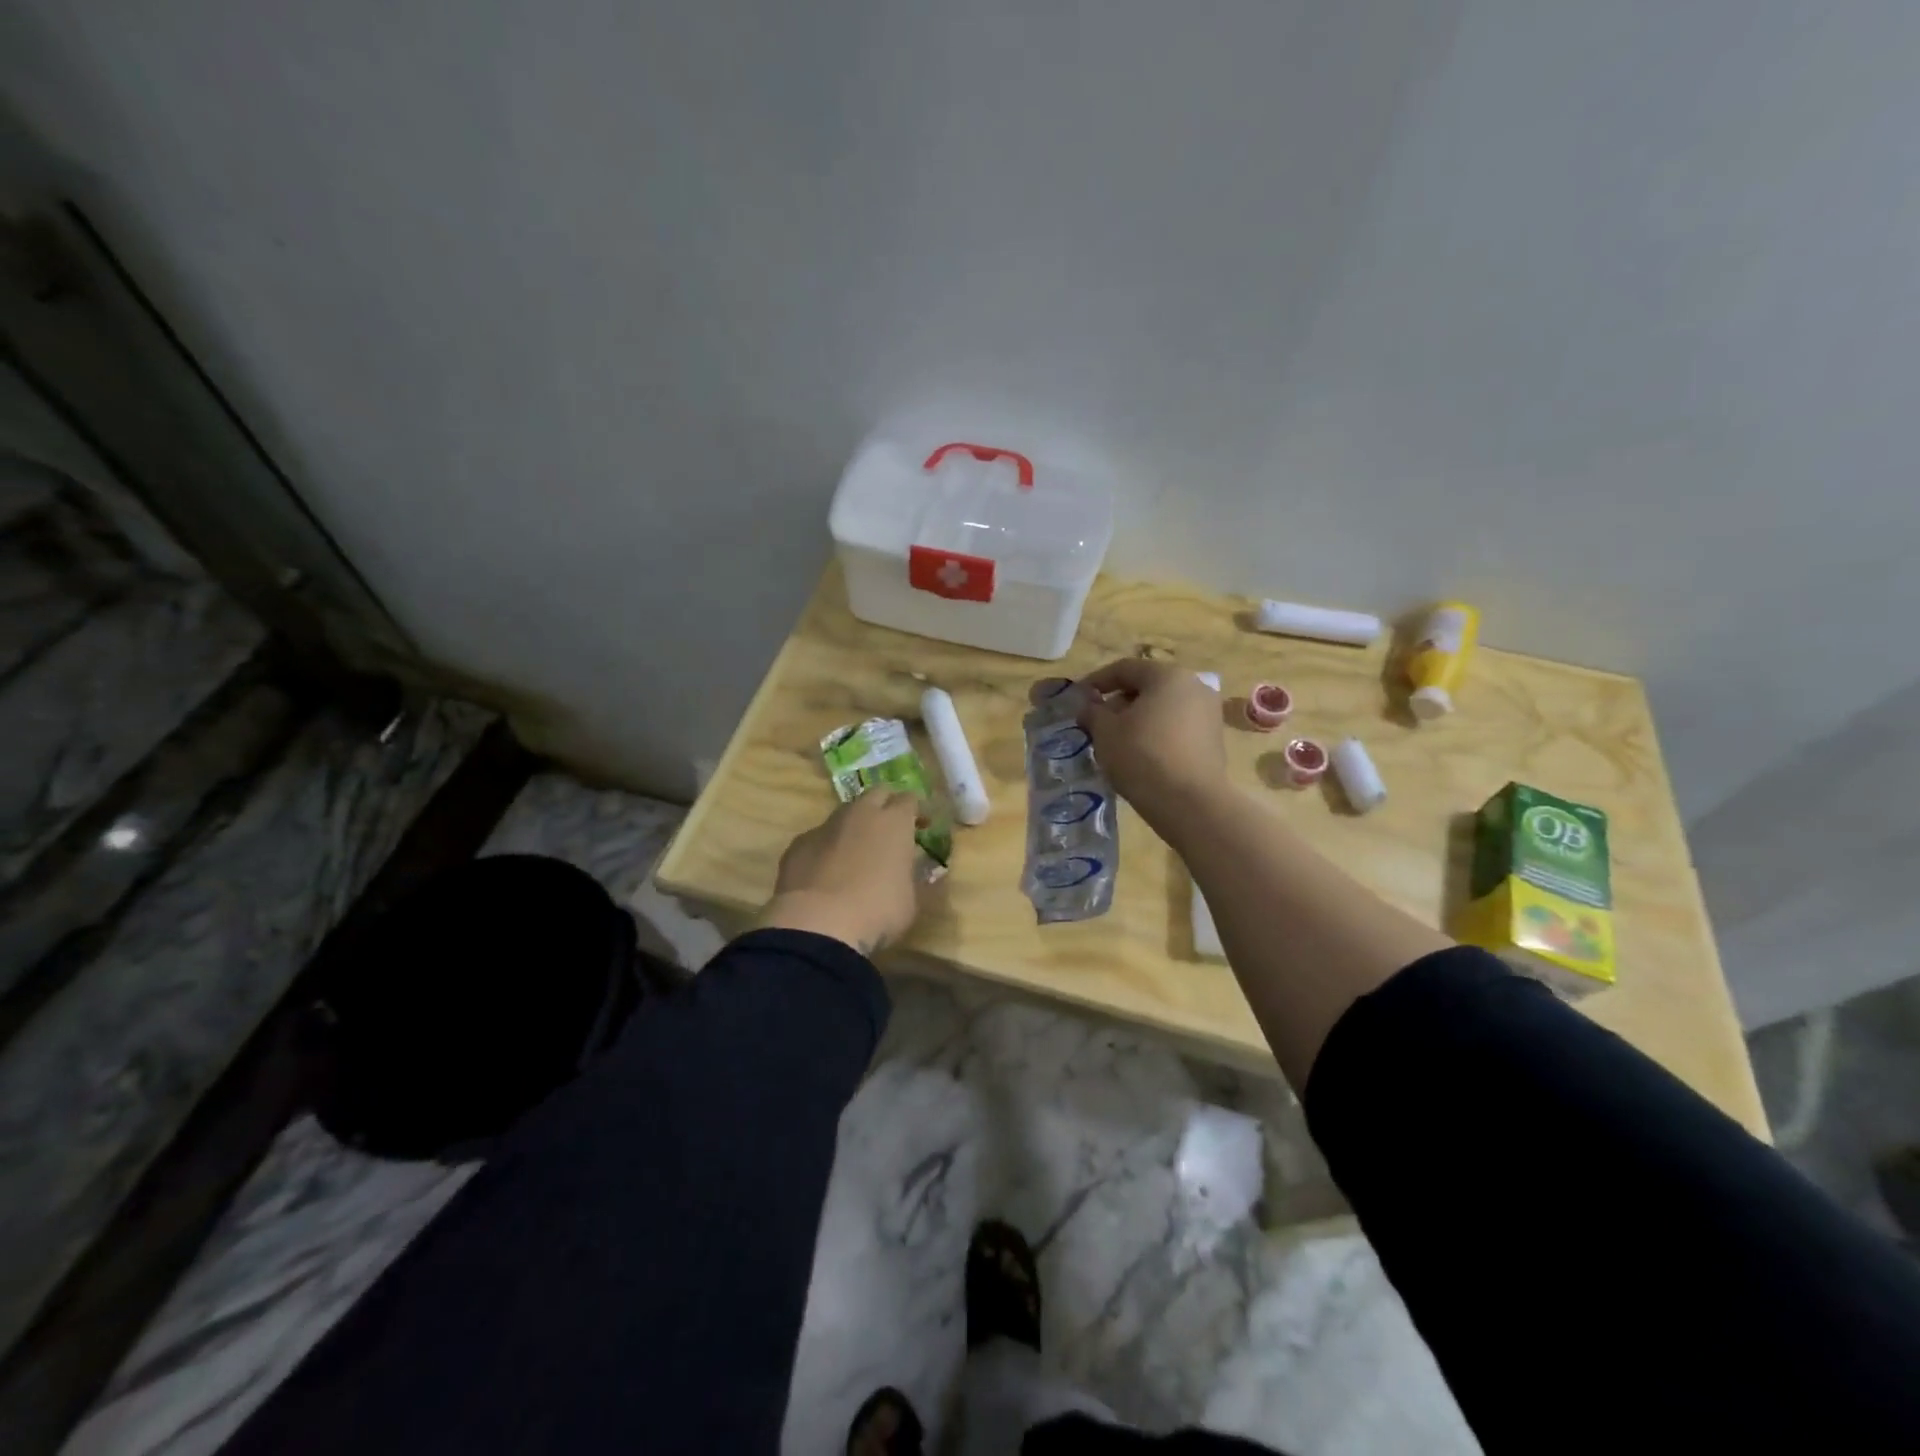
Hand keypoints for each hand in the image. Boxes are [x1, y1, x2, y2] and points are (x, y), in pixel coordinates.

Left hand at [761, 791, 926, 955]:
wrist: (817, 925)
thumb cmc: (877, 911)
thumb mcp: (910, 901)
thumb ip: (914, 878)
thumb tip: (921, 872)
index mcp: (894, 822)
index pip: (909, 799)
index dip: (916, 811)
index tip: (921, 827)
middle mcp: (860, 814)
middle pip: (876, 794)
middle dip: (886, 806)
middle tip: (891, 830)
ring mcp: (826, 826)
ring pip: (845, 813)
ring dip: (854, 825)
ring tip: (857, 852)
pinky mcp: (798, 844)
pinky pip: (818, 838)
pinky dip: (827, 848)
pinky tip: (826, 872)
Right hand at [1074, 658, 1228, 828]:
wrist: (1190, 803)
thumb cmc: (1142, 756)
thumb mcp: (1105, 732)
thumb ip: (1093, 712)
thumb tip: (1089, 706)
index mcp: (1168, 676)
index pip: (1125, 668)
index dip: (1097, 681)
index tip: (1078, 698)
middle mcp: (1194, 687)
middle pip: (1148, 687)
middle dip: (1119, 701)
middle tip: (1096, 722)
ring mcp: (1209, 713)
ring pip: (1164, 708)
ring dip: (1138, 718)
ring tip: (1116, 740)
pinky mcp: (1214, 740)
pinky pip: (1177, 727)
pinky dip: (1156, 733)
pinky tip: (1140, 754)